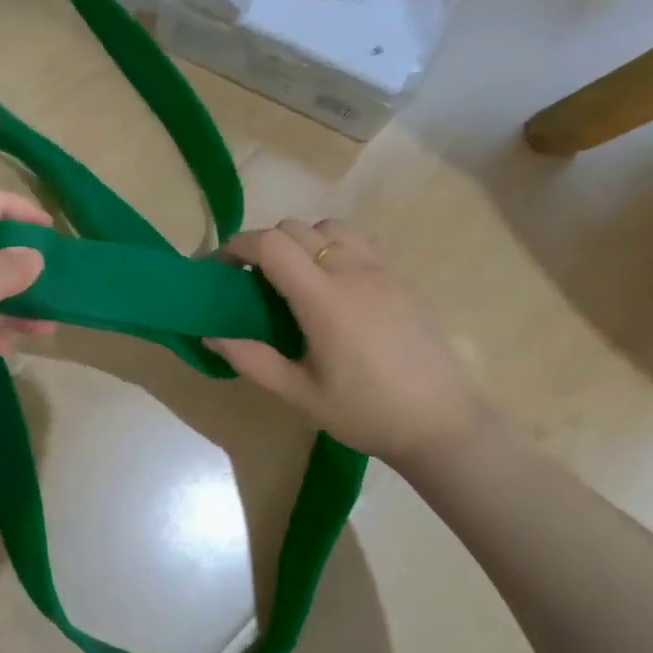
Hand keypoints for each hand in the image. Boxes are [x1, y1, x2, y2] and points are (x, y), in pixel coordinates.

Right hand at [207, 218, 489, 472]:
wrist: (442, 424)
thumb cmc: (366, 413)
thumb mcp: (300, 394)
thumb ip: (252, 360)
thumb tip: (211, 335)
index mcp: (324, 300)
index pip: (271, 244)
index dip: (237, 246)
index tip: (220, 267)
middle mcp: (352, 272)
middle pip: (295, 228)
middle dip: (263, 244)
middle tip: (250, 279)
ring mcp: (381, 271)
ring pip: (329, 227)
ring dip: (300, 240)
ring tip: (292, 276)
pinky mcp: (400, 279)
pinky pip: (356, 242)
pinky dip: (330, 247)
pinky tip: (329, 285)